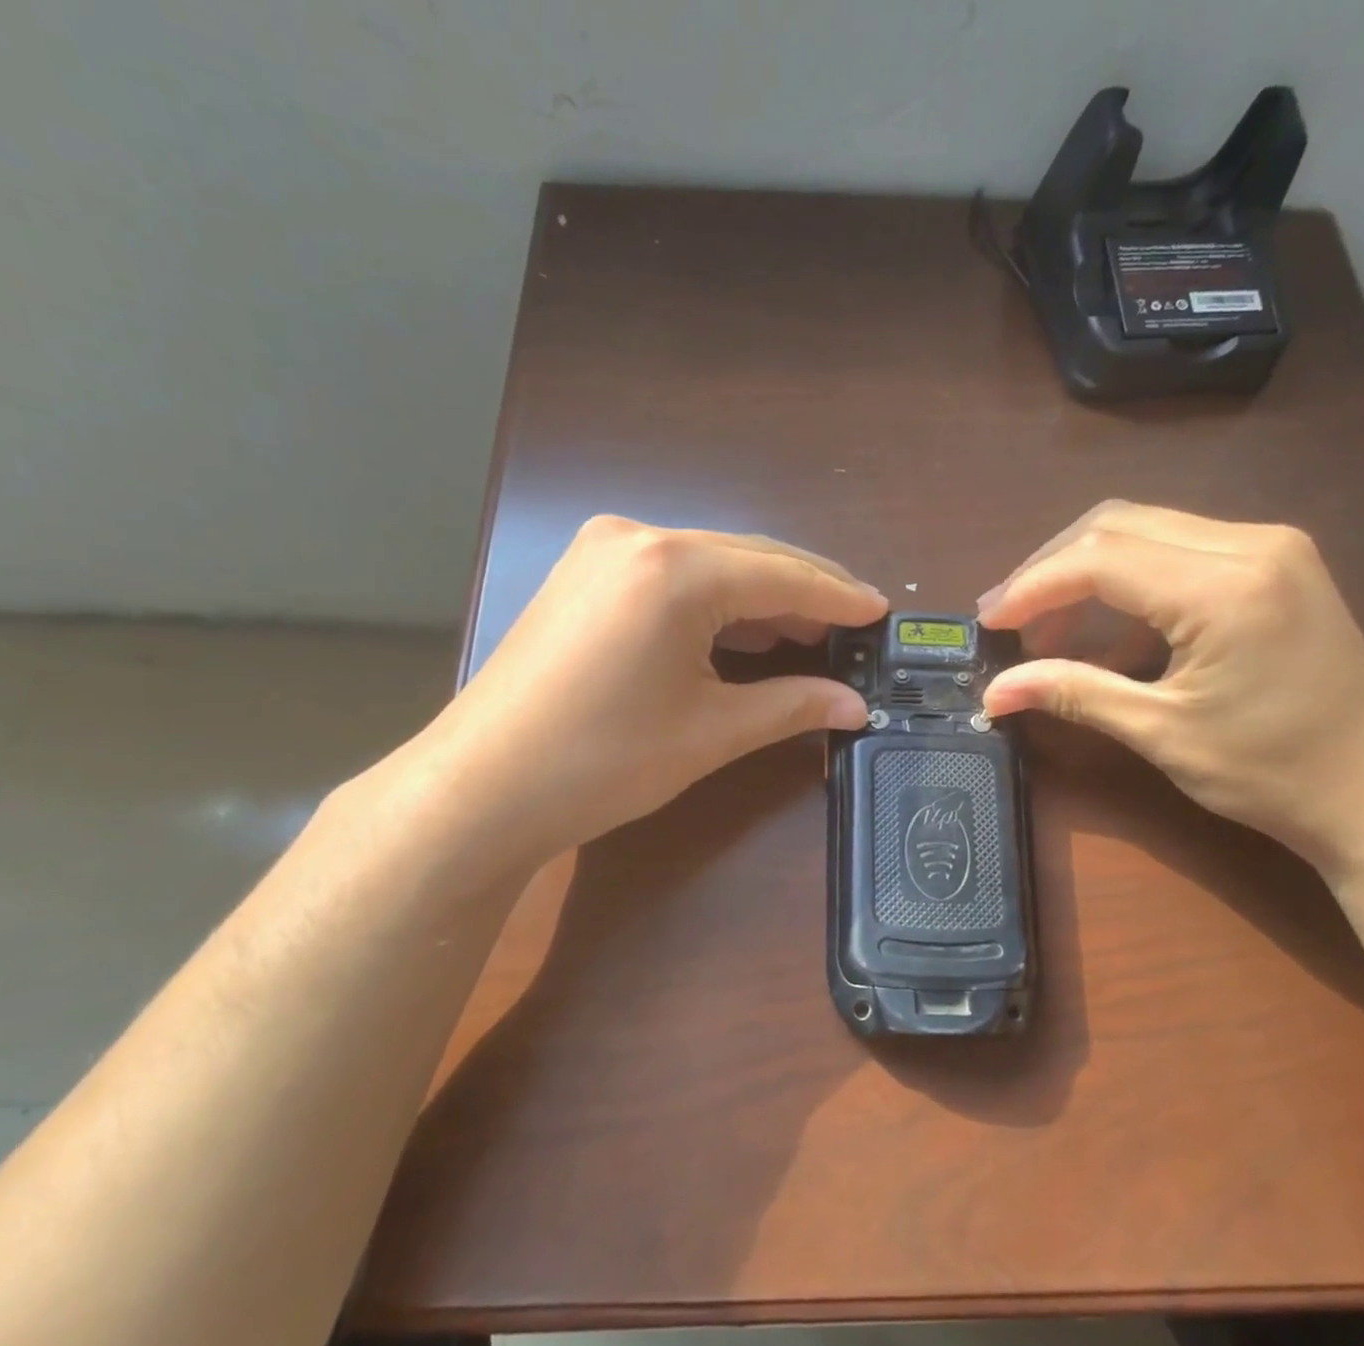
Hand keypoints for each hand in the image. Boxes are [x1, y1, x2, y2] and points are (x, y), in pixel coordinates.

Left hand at [399, 516, 884, 876]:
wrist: (481, 789)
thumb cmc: (602, 762)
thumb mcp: (710, 733)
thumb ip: (791, 707)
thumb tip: (855, 707)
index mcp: (674, 569)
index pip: (782, 575)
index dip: (838, 596)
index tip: (881, 612)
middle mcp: (637, 538)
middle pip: (747, 558)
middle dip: (804, 594)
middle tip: (852, 628)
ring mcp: (601, 551)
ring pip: (709, 564)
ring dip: (760, 598)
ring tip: (810, 633)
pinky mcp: (583, 576)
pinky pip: (671, 576)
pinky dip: (715, 602)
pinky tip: (743, 631)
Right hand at [977, 503, 1363, 874]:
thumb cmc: (1276, 773)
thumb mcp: (1162, 734)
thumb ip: (1073, 695)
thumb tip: (993, 694)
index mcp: (1224, 587)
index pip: (1098, 559)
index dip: (1031, 587)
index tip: (988, 623)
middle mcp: (1249, 543)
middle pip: (1116, 524)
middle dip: (1049, 568)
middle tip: (1008, 620)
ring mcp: (1268, 547)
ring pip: (1144, 528)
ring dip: (1083, 570)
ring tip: (1046, 628)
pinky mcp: (1273, 564)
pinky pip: (1176, 549)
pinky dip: (1125, 578)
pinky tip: (1104, 627)